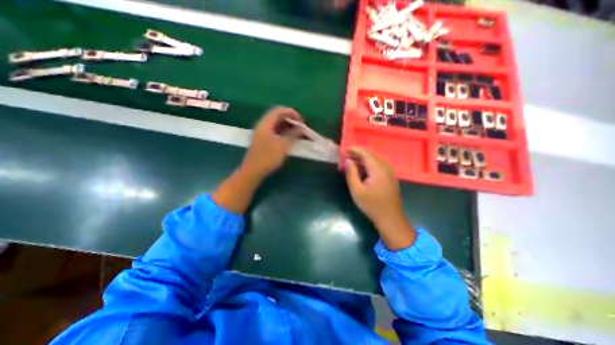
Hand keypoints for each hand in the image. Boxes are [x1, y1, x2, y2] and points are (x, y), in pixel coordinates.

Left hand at [243, 106, 304, 180]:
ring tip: (296, 132)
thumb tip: (300, 128)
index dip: (291, 113)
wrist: (252, 171)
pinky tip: (288, 137)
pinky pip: (273, 130)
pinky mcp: (261, 139)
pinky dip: (281, 131)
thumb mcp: (283, 146)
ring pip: (275, 124)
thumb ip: (292, 134)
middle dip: (289, 119)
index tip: (301, 120)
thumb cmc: (268, 158)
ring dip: (286, 125)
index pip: (278, 111)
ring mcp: (261, 132)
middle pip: (276, 116)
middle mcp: (262, 125)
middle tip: (299, 126)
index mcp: (265, 124)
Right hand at [344, 145, 414, 249]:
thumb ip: (351, 173)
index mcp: (378, 169)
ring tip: (352, 161)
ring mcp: (390, 172)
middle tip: (347, 156)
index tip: (346, 149)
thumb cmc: (371, 205)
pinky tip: (363, 169)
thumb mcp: (357, 190)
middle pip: (371, 156)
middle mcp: (386, 167)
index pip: (366, 154)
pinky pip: (379, 166)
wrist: (390, 218)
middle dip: (358, 154)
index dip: (355, 150)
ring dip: (364, 159)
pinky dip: (369, 164)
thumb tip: (348, 161)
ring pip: (375, 160)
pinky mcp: (390, 177)